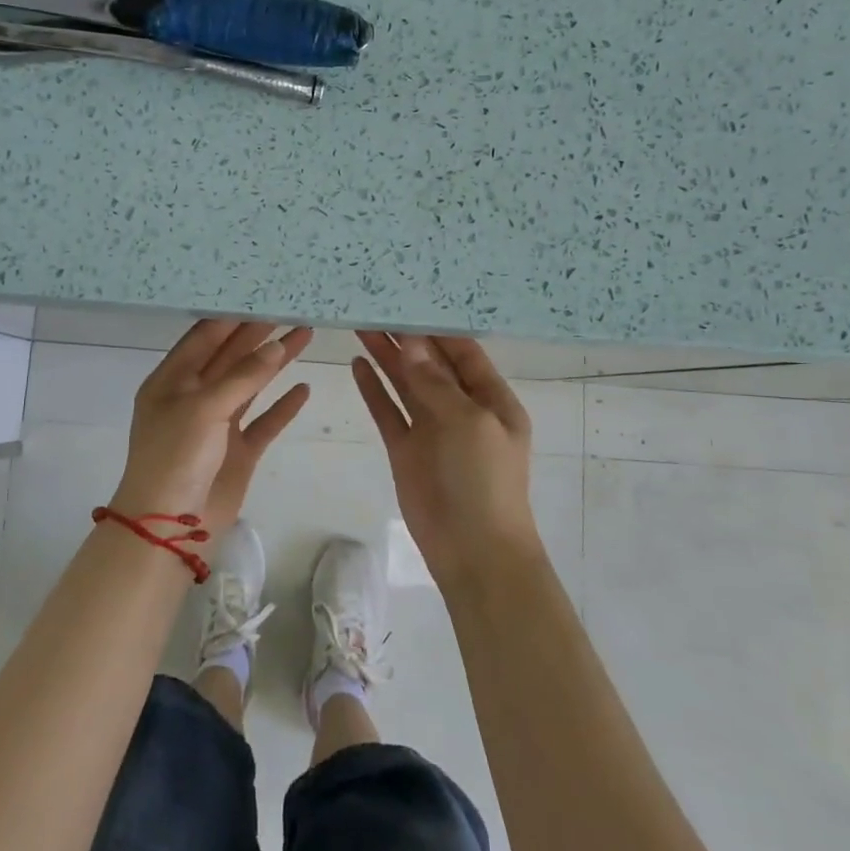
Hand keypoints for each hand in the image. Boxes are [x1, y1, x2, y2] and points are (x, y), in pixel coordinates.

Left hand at [110, 321, 313, 526]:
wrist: (169, 527)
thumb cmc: (175, 457)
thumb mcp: (204, 408)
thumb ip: (242, 377)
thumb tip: (276, 346)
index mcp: (172, 381)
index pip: (205, 337)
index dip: (232, 317)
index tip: (262, 294)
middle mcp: (194, 397)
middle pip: (231, 356)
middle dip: (259, 334)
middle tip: (292, 308)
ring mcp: (217, 425)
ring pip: (251, 385)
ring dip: (275, 363)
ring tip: (305, 335)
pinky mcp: (238, 451)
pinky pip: (264, 422)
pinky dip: (283, 407)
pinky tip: (303, 388)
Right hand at [352, 332, 541, 588]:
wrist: (473, 550)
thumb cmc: (483, 479)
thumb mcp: (467, 422)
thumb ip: (434, 382)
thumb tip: (410, 342)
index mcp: (491, 398)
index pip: (462, 352)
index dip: (436, 328)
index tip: (408, 300)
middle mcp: (461, 408)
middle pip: (429, 364)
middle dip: (405, 338)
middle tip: (374, 307)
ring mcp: (432, 429)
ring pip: (406, 384)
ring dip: (386, 357)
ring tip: (360, 326)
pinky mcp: (406, 449)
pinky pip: (388, 412)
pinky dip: (374, 390)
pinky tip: (358, 365)